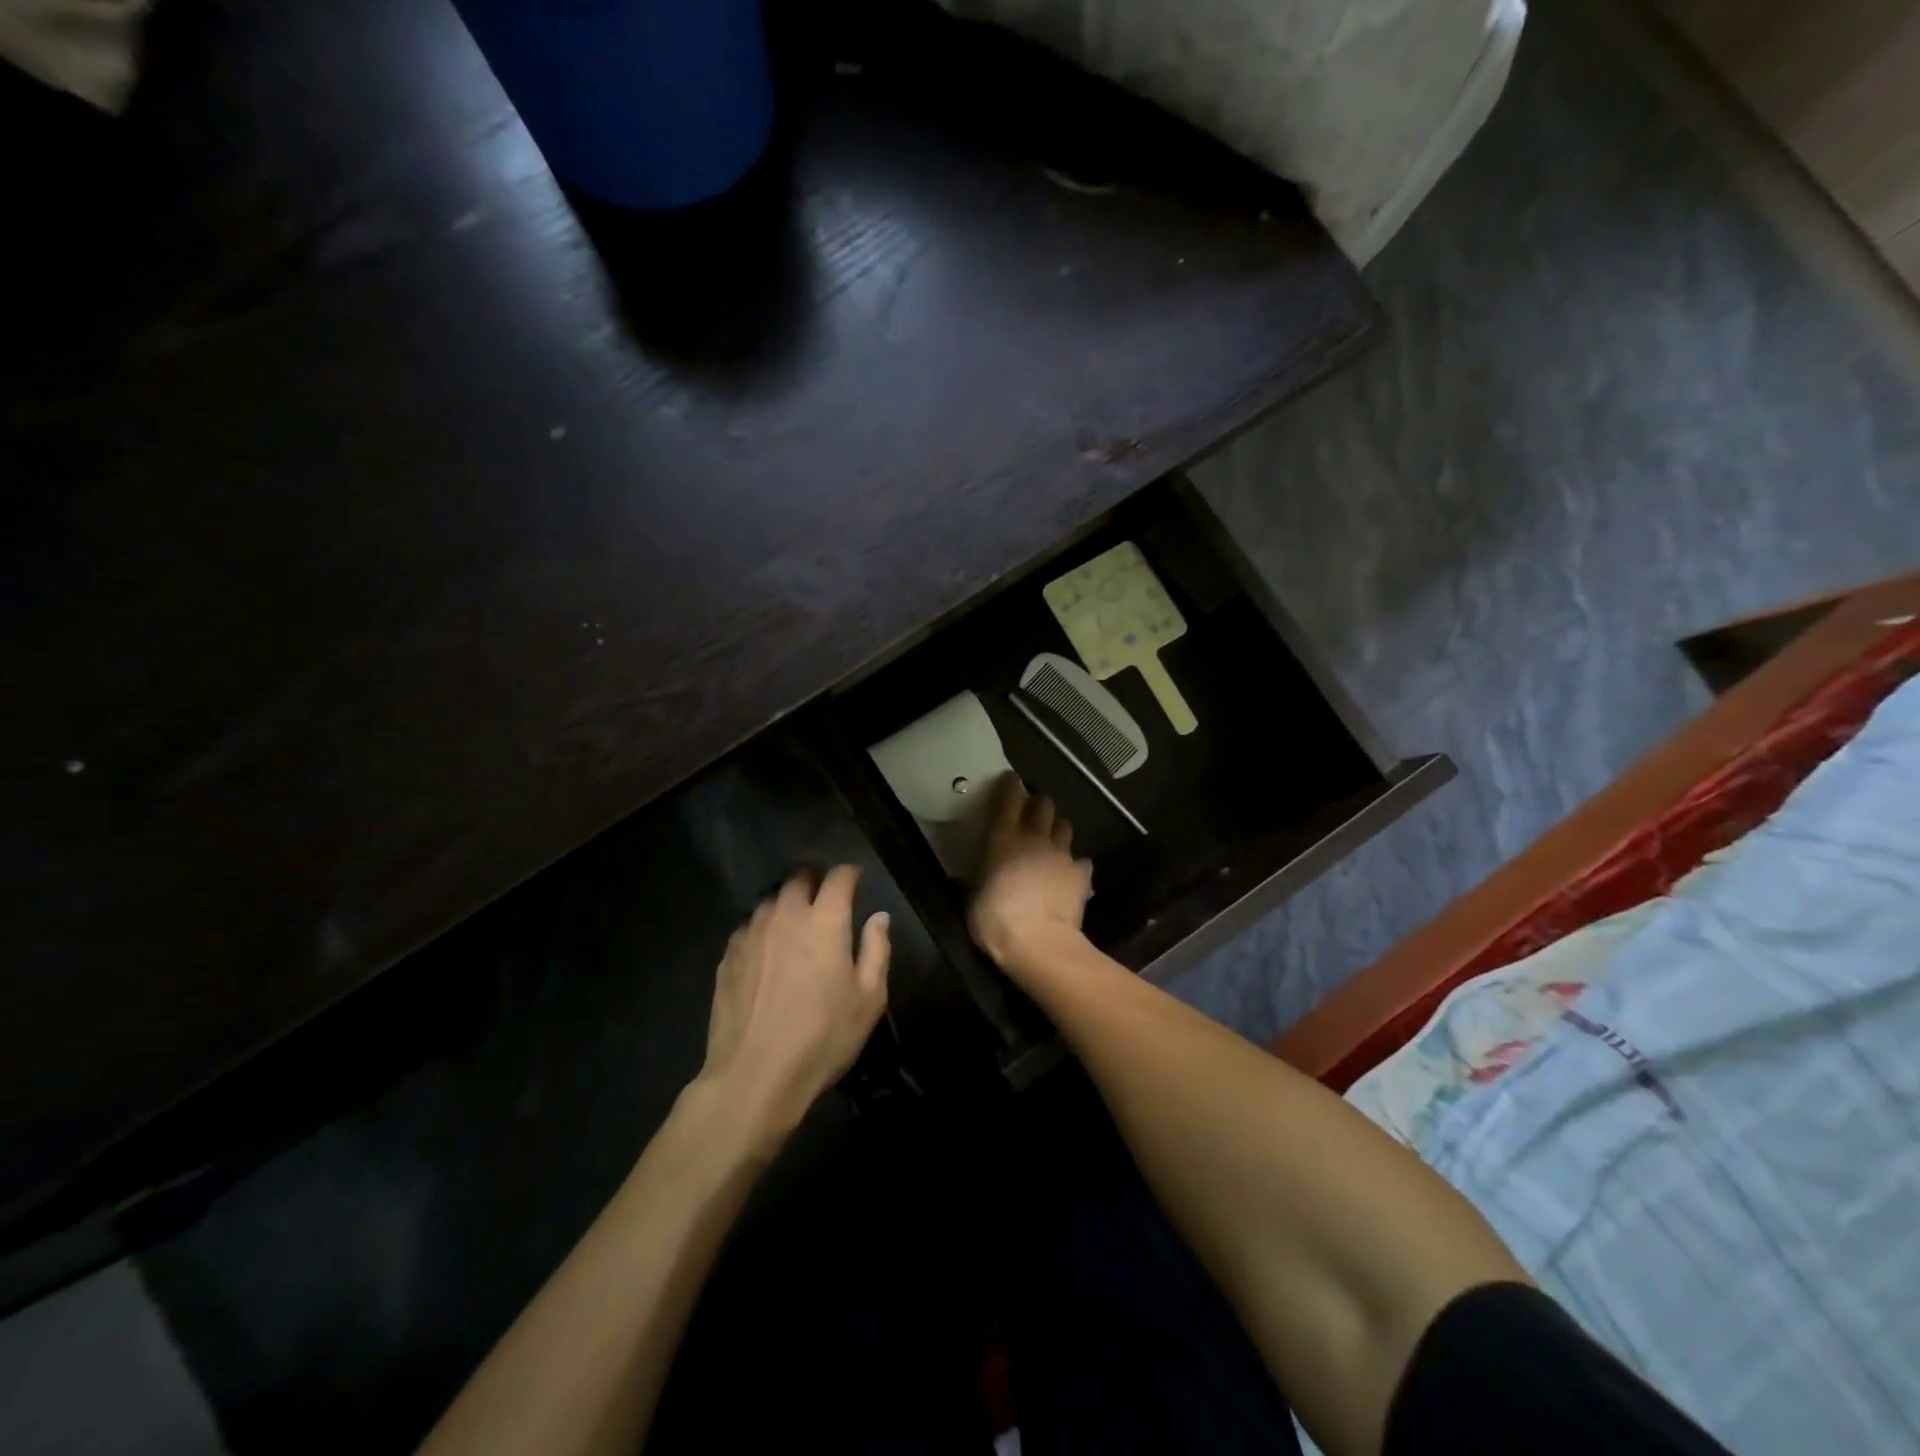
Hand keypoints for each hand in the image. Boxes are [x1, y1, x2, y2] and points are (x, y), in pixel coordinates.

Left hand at [696, 866, 890, 1151]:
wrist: (754, 1076)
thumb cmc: (822, 1037)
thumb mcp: (868, 999)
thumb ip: (877, 950)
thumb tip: (878, 917)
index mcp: (825, 921)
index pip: (838, 877)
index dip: (850, 873)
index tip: (856, 879)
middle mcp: (786, 915)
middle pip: (798, 878)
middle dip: (814, 878)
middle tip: (824, 894)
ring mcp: (752, 933)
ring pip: (770, 899)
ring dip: (786, 900)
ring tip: (795, 919)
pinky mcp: (728, 955)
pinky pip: (749, 925)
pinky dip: (763, 926)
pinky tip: (767, 947)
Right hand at [969, 775, 1093, 968]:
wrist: (1039, 944)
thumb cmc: (995, 921)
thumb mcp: (973, 898)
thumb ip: (978, 878)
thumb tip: (973, 877)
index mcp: (1003, 838)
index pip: (1008, 797)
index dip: (1009, 785)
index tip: (1009, 780)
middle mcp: (1034, 837)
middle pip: (1044, 804)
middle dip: (1038, 805)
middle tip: (1030, 815)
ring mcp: (1062, 853)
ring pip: (1065, 826)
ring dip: (1057, 830)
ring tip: (1051, 842)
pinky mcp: (1082, 873)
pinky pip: (1081, 860)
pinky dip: (1075, 864)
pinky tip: (1069, 874)